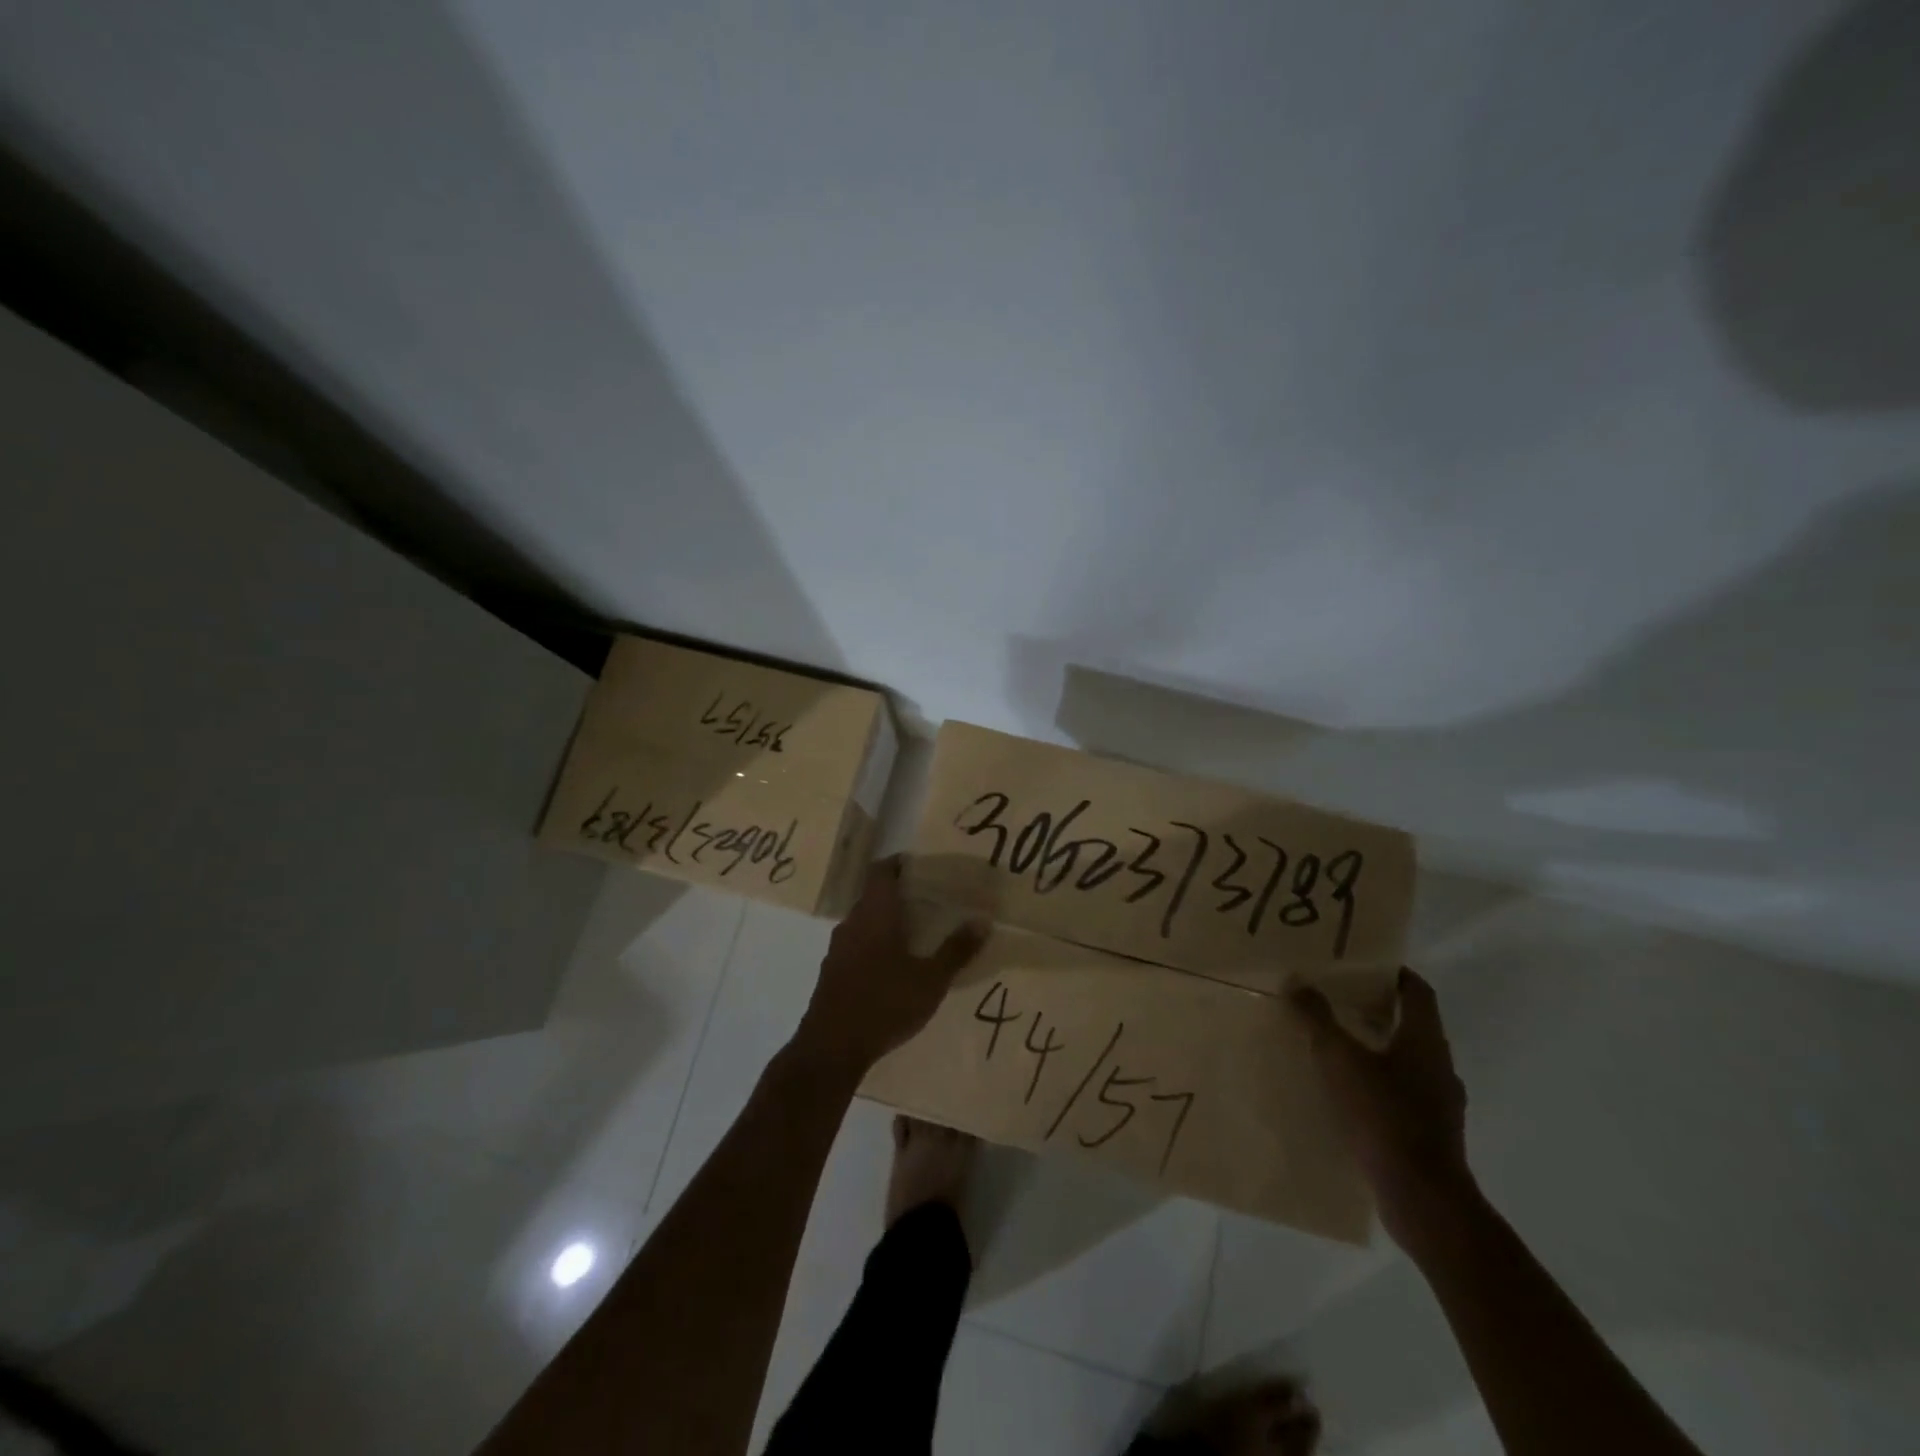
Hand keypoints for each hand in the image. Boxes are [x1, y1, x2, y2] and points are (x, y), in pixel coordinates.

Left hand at [792, 857, 986, 1073]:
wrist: (830, 1048)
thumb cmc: (884, 1003)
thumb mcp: (930, 980)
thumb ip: (956, 950)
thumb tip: (983, 921)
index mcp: (875, 913)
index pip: (881, 871)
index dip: (899, 864)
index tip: (922, 868)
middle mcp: (852, 923)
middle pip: (874, 896)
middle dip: (899, 896)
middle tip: (930, 903)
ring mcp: (838, 948)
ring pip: (864, 922)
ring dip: (886, 922)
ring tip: (916, 935)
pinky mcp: (832, 972)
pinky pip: (856, 946)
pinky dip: (874, 946)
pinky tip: (892, 967)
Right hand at [1292, 967, 1476, 1248]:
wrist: (1421, 1196)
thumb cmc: (1383, 1115)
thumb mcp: (1339, 1059)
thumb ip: (1318, 1019)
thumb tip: (1297, 981)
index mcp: (1425, 1041)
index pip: (1418, 992)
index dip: (1394, 974)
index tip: (1364, 964)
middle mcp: (1440, 1067)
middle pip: (1412, 1025)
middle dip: (1378, 1010)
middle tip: (1338, 1000)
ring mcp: (1440, 1104)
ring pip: (1408, 1062)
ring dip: (1379, 1049)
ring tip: (1338, 1046)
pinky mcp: (1431, 1135)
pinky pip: (1404, 1095)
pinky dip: (1380, 1085)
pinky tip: (1349, 1094)